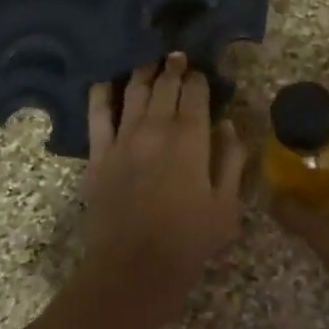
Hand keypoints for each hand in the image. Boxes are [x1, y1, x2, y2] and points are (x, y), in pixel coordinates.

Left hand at [74, 54, 245, 328]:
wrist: (133, 270)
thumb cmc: (188, 242)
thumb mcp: (227, 207)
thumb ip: (231, 161)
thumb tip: (229, 126)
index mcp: (191, 139)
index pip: (196, 94)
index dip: (199, 79)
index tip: (202, 72)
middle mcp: (156, 129)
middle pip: (165, 87)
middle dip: (174, 68)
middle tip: (178, 57)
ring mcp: (123, 139)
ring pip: (133, 92)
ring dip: (144, 72)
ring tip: (151, 62)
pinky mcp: (98, 154)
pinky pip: (96, 114)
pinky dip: (101, 93)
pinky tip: (105, 81)